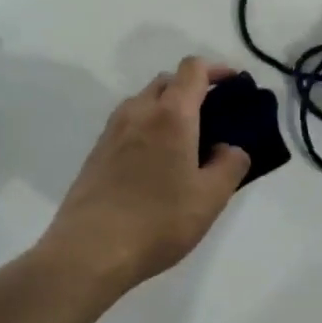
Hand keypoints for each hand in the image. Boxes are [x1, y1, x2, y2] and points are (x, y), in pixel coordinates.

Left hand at [34, 57, 250, 294]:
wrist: (88, 253)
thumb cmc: (158, 221)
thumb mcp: (210, 198)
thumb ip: (230, 165)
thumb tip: (230, 149)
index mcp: (171, 115)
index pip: (193, 69)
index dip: (216, 69)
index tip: (233, 84)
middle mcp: (139, 112)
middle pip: (167, 81)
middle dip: (191, 89)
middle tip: (213, 117)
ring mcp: (112, 131)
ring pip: (144, 102)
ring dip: (166, 108)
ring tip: (185, 142)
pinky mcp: (96, 153)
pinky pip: (128, 125)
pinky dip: (147, 128)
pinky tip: (156, 164)